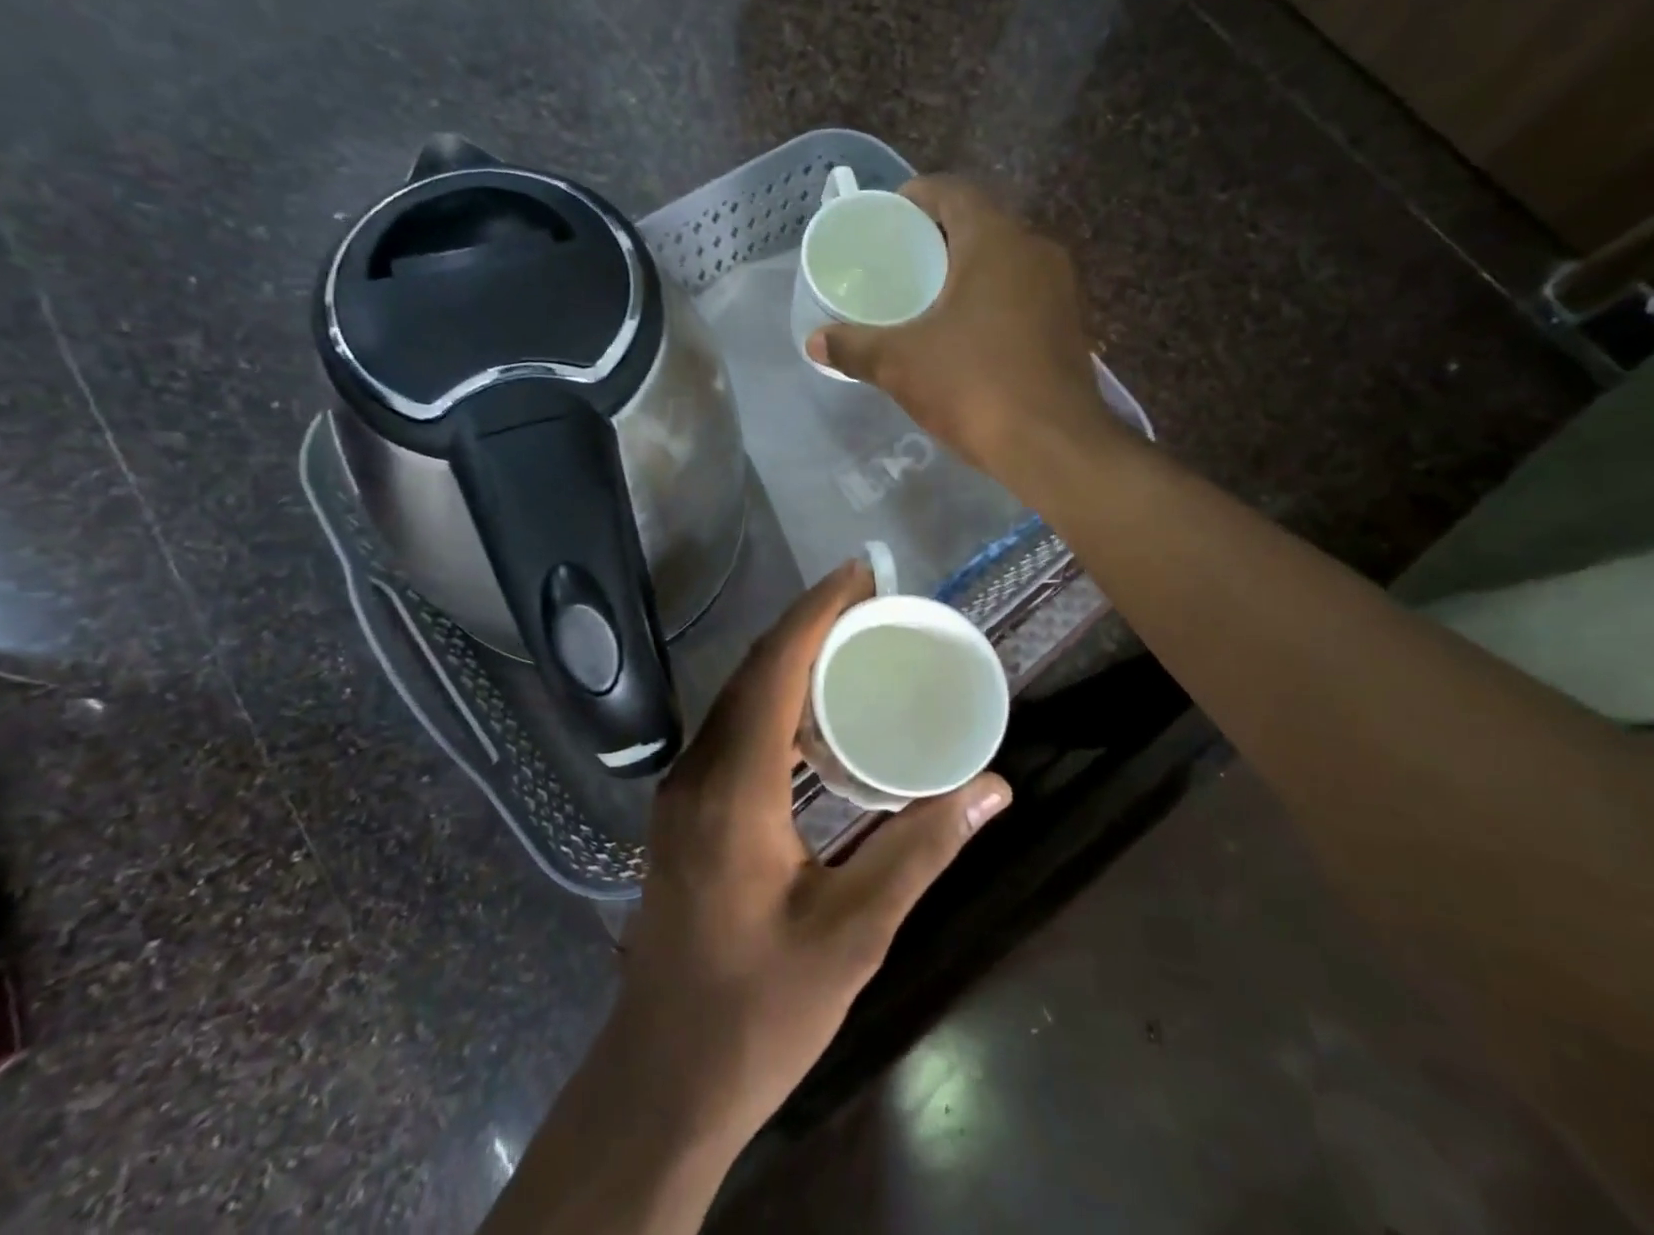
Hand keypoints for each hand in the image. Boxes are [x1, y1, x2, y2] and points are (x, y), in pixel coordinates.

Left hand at [608, 559, 1011, 1154]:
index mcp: (733, 789)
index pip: (774, 669)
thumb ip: (921, 850)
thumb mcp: (854, 933)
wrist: (663, 1080)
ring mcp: (682, 792)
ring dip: (788, 661)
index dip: (816, 612)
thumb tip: (990, 788)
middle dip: (807, 625)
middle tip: (867, 601)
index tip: (859, 573)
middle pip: (752, 673)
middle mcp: (697, 773)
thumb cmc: (759, 1010)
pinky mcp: (684, 813)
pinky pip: (731, 731)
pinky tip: (810, 720)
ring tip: (848, 644)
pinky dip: (772, 703)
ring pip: (736, 700)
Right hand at [806, 175, 1108, 471]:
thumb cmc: (973, 385)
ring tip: (925, 298)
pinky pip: (1020, 295)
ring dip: (965, 271)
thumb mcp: (901, 364)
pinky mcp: (1068, 326)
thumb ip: (854, 347)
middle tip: (898, 262)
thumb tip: (814, 341)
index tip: (887, 219)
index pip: (952, 192)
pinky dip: (989, 300)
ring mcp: (1058, 290)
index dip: (915, 197)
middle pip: (978, 225)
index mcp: (994, 241)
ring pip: (1003, 262)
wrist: (1052, 445)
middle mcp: (1034, 252)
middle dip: (937, 238)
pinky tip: (964, 333)